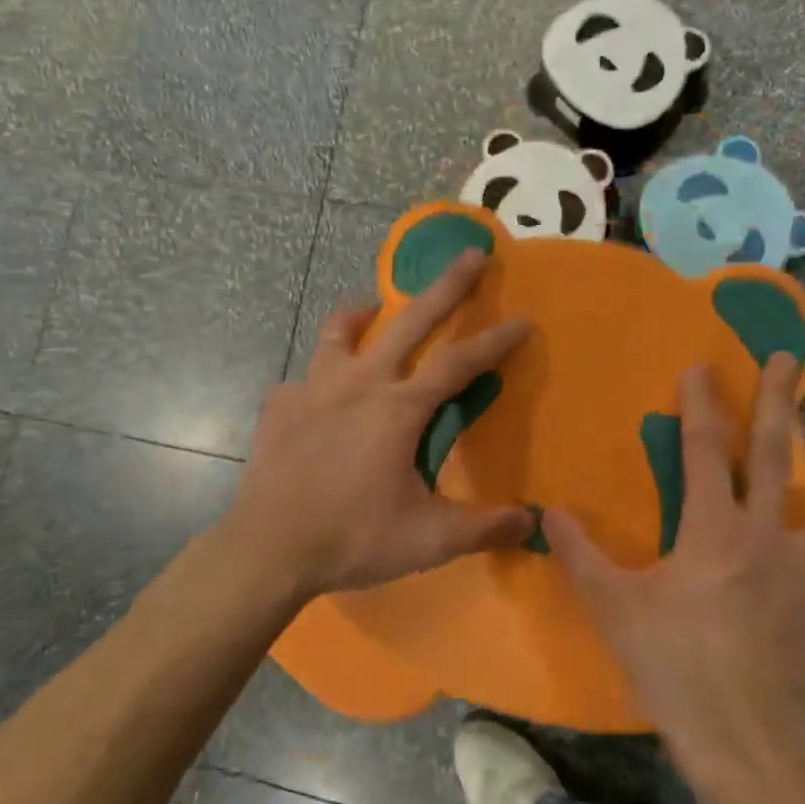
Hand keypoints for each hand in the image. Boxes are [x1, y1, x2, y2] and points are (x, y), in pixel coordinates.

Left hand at [222, 249, 535, 601]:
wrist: (269, 548)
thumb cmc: (353, 538)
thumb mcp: (428, 539)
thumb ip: (484, 527)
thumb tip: (535, 522)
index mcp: (398, 408)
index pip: (459, 363)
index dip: (495, 341)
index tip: (523, 320)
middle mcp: (359, 383)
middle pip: (409, 321)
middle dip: (446, 285)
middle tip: (470, 255)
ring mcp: (314, 389)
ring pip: (339, 332)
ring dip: (361, 315)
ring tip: (371, 311)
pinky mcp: (280, 405)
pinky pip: (303, 379)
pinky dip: (319, 378)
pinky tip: (320, 396)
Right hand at [546, 356, 804, 782]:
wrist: (742, 745)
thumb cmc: (671, 664)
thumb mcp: (611, 605)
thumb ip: (579, 553)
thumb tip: (545, 512)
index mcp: (714, 530)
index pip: (706, 449)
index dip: (700, 403)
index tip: (699, 365)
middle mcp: (765, 542)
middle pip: (774, 458)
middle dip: (776, 402)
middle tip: (782, 360)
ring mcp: (801, 583)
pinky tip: (798, 600)